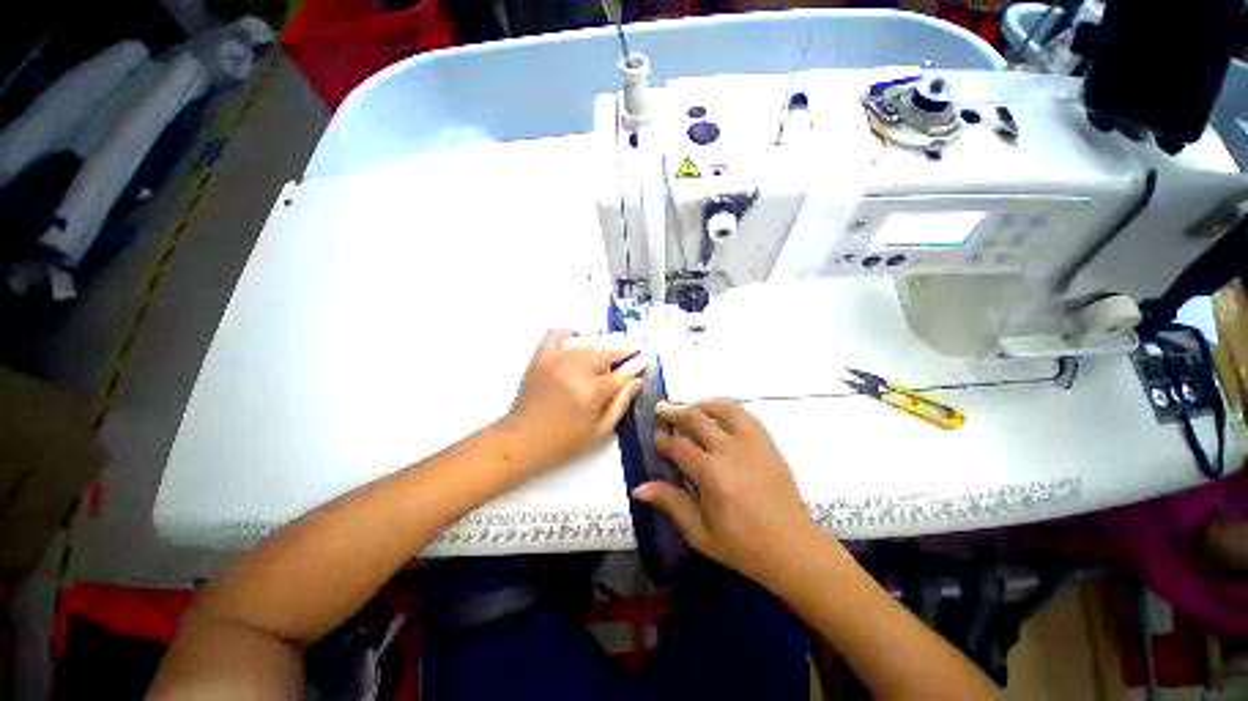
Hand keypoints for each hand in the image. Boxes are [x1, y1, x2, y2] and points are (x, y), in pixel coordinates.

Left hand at [501, 329, 645, 474]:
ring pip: (588, 345)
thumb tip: (637, 381)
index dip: (636, 365)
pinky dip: (570, 332)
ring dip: (604, 346)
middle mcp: (576, 370)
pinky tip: (580, 337)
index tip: (645, 360)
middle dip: (624, 352)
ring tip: (613, 352)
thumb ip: (621, 403)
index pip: (622, 373)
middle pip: (607, 353)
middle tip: (633, 354)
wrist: (522, 440)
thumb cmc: (564, 442)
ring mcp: (557, 360)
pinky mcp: (541, 357)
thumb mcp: (600, 431)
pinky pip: (557, 334)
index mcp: (592, 392)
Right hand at [633, 398, 817, 584]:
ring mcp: (751, 442)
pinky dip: (725, 407)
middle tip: (661, 409)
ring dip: (700, 404)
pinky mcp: (766, 442)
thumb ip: (671, 503)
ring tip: (688, 406)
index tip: (655, 437)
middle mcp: (729, 449)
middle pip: (696, 418)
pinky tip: (717, 412)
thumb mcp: (701, 533)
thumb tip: (639, 488)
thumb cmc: (743, 546)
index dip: (663, 439)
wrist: (794, 548)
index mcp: (711, 473)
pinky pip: (743, 414)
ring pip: (721, 408)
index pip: (679, 445)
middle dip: (674, 411)